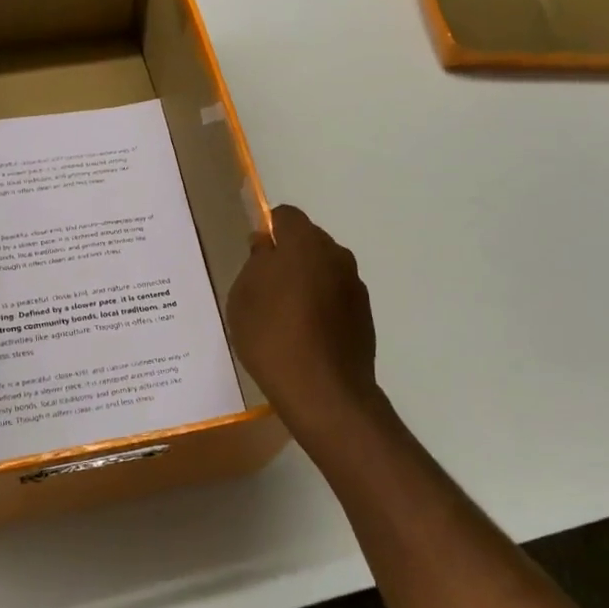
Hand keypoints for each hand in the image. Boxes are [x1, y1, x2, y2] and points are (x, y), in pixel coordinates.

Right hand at [228, 205, 380, 444]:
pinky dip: (323, 305)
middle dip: (289, 255)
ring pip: (324, 269)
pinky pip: (336, 296)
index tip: (254, 256)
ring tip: (286, 316)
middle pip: (308, 241)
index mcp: (305, 243)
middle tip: (265, 288)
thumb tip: (267, 246)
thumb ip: (256, 262)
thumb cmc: (272, 336)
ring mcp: (355, 285)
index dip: (268, 230)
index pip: (285, 215)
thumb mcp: (243, 296)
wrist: (324, 391)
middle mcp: (336, 255)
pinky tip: (306, 334)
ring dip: (307, 281)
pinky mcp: (364, 314)